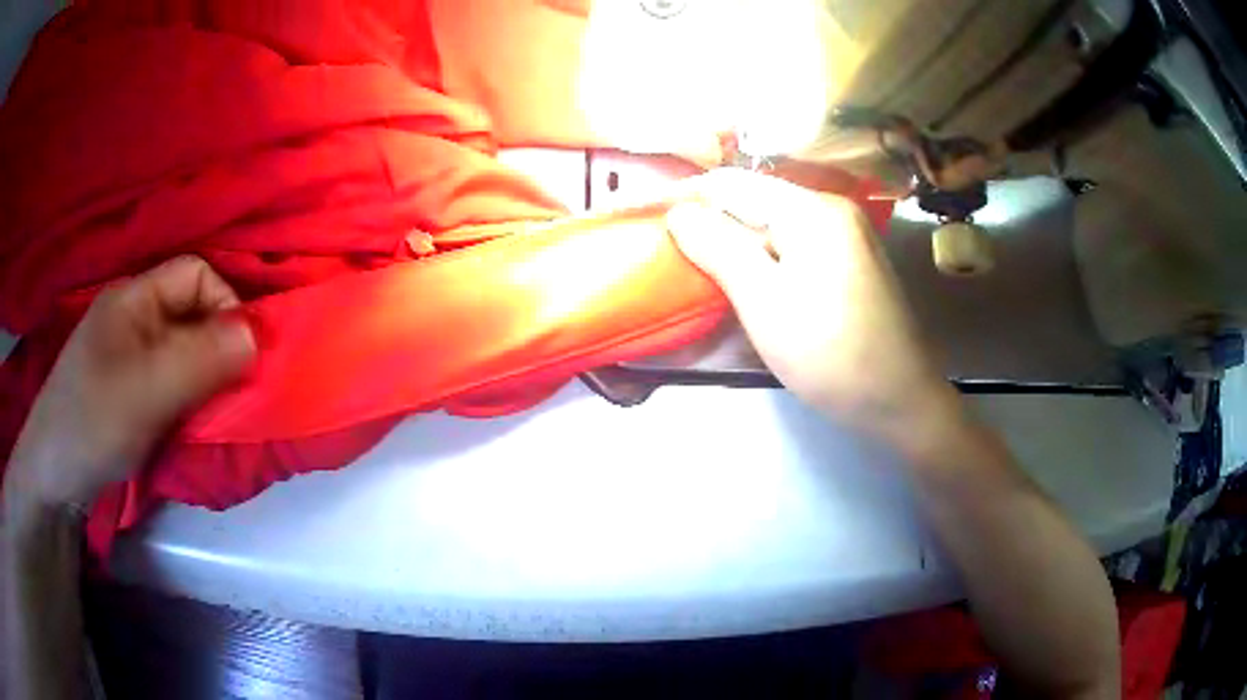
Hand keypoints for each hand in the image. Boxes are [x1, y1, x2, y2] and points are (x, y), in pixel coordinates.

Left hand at [5, 256, 256, 509]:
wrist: (54, 476)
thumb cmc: (95, 421)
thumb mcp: (149, 389)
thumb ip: (203, 358)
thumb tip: (259, 334)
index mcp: (135, 297)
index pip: (197, 274)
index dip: (225, 305)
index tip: (241, 358)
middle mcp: (133, 315)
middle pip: (190, 312)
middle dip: (216, 348)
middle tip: (229, 393)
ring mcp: (127, 353)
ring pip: (181, 350)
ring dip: (202, 379)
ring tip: (208, 414)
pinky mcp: (126, 388)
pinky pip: (168, 379)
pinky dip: (186, 398)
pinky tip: (185, 423)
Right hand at [667, 169, 960, 446]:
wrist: (901, 401)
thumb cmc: (830, 354)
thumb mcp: (764, 302)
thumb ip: (718, 248)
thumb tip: (680, 211)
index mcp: (812, 209)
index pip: (733, 183)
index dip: (685, 196)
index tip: (645, 217)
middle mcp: (832, 209)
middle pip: (755, 201)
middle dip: (710, 222)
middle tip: (669, 250)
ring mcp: (846, 236)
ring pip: (774, 225)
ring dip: (735, 242)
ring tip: (697, 265)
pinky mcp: (850, 263)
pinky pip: (794, 246)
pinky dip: (764, 258)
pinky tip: (746, 280)